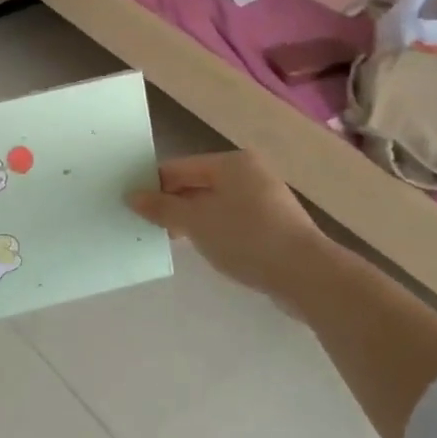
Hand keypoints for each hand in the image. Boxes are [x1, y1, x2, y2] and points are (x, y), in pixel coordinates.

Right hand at [127, 151, 330, 306]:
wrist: (305, 274)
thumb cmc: (245, 237)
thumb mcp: (196, 222)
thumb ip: (162, 207)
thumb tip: (132, 196)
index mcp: (231, 163)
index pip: (180, 167)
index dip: (153, 185)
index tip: (131, 206)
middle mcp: (250, 173)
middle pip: (198, 184)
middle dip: (172, 204)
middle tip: (147, 225)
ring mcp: (265, 199)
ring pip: (215, 204)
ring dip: (191, 220)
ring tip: (170, 239)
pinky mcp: (273, 225)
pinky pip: (232, 221)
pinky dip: (214, 231)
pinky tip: (203, 249)